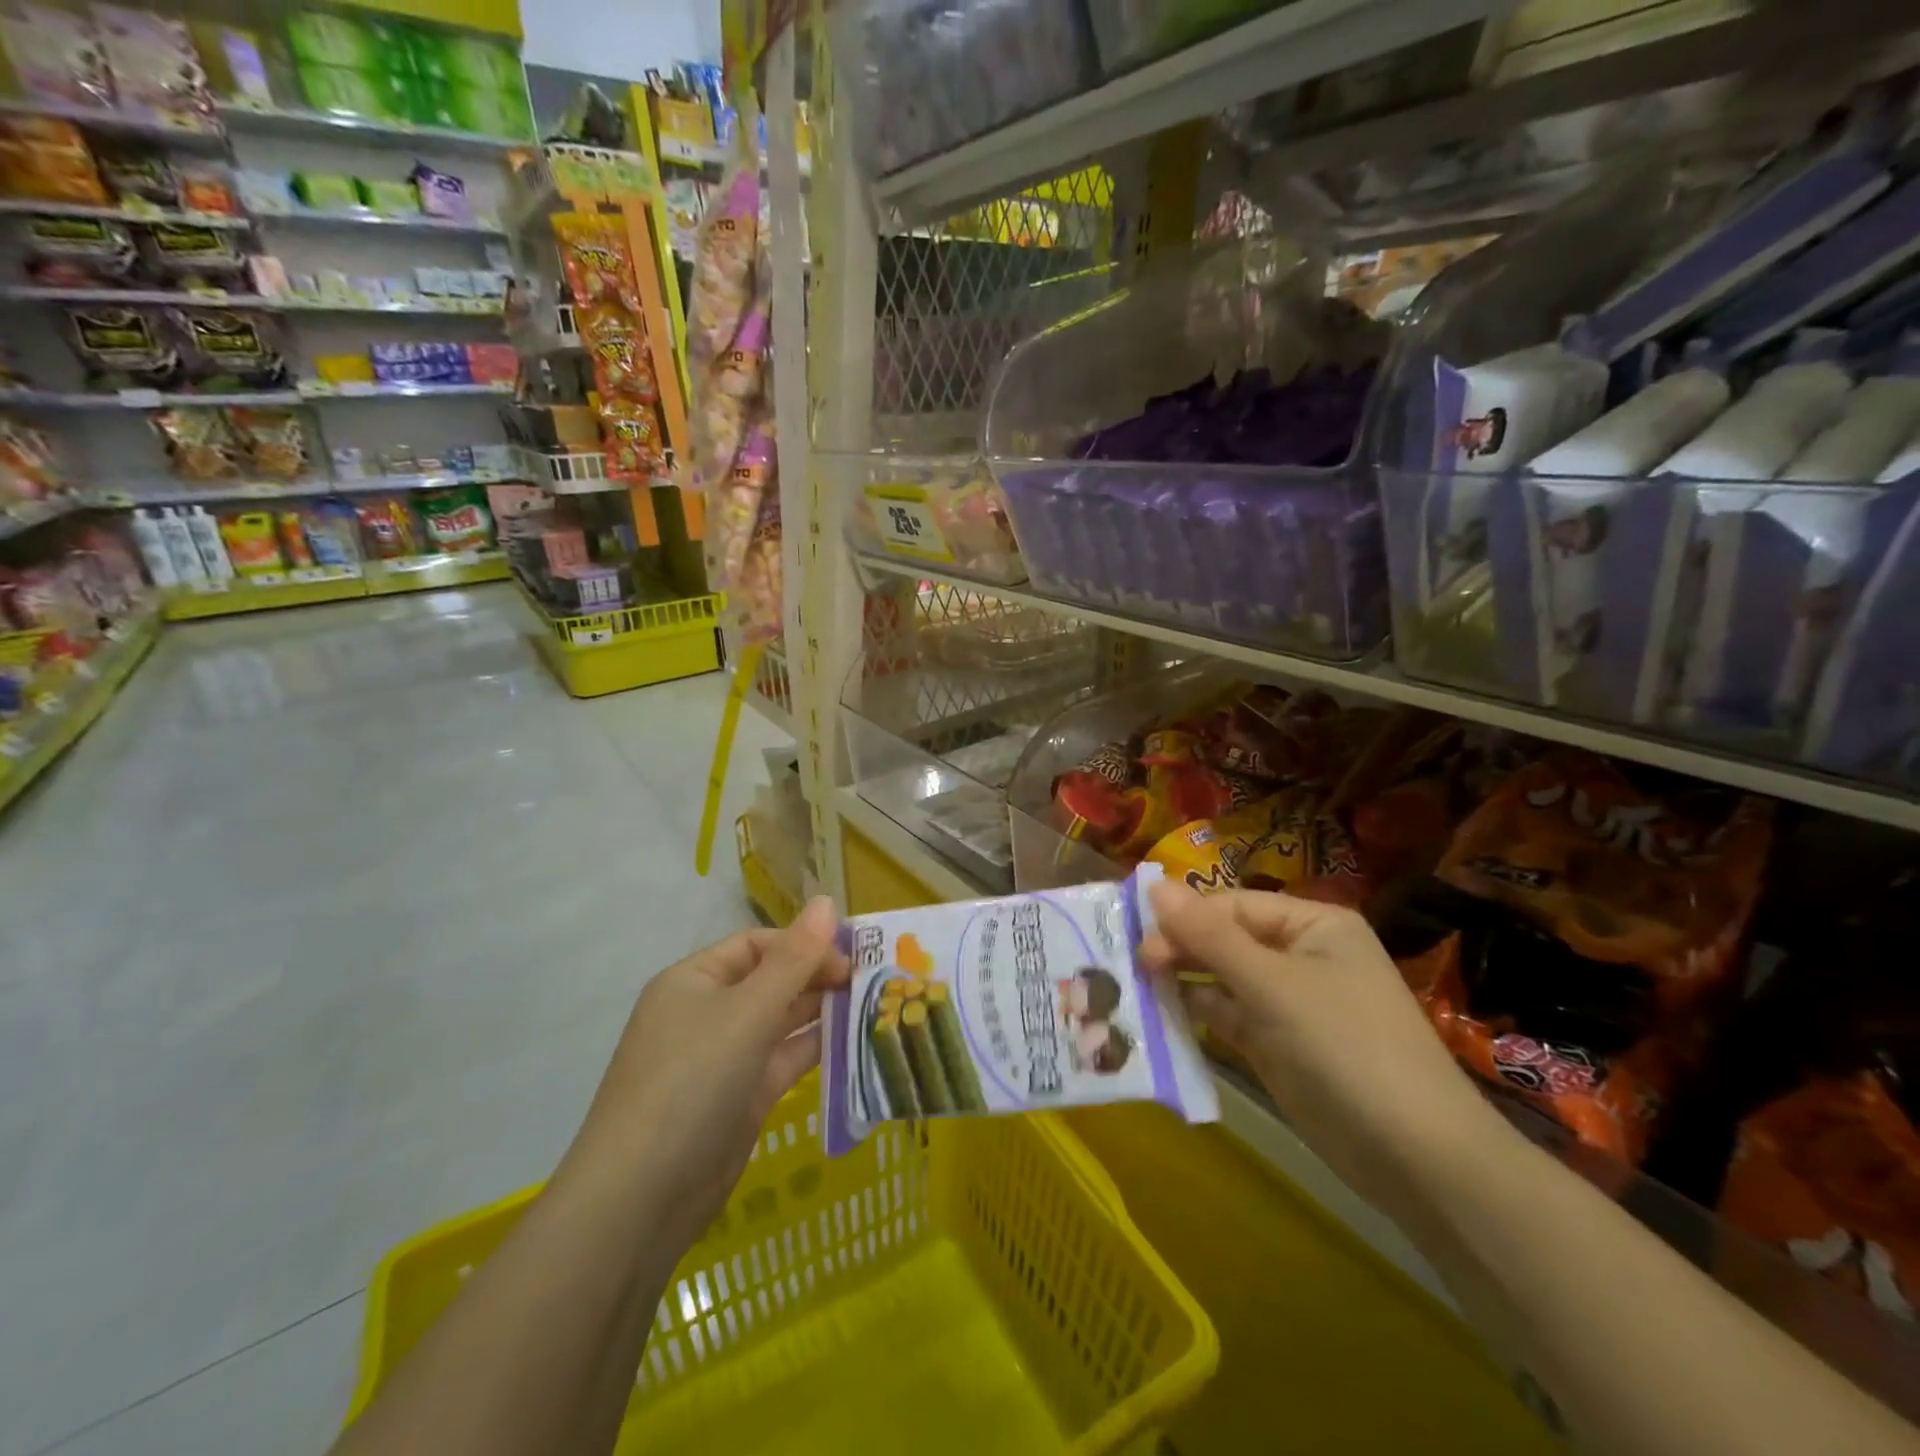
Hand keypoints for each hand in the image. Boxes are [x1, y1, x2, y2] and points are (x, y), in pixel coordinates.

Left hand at [558, 898, 848, 1244]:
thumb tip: (828, 900)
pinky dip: (817, 1050)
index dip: (804, 944)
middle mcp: (708, 1013)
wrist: (641, 1200)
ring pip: (782, 1021)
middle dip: (818, 976)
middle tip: (872, 981)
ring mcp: (725, 1058)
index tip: (851, 957)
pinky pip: (785, 1060)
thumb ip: (794, 959)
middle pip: (772, 980)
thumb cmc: (691, 1081)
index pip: (758, 944)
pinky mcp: (742, 1098)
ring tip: (875, 1005)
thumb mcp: (747, 1012)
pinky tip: (857, 1043)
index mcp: (695, 980)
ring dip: (823, 1012)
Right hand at [1140, 882, 1502, 1208]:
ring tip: (1134, 987)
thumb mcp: (1272, 984)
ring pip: (1223, 979)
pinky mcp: (1278, 1045)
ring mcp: (1289, 1003)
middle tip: (1133, 966)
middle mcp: (1300, 955)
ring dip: (1183, 981)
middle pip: (1225, 939)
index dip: (1184, 918)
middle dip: (1180, 949)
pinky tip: (1163, 1016)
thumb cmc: (1345, 1047)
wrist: (1417, 1158)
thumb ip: (1208, 935)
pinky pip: (1229, 1016)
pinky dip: (1198, 1014)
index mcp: (1312, 925)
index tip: (1138, 940)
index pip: (1232, 905)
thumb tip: (1153, 883)